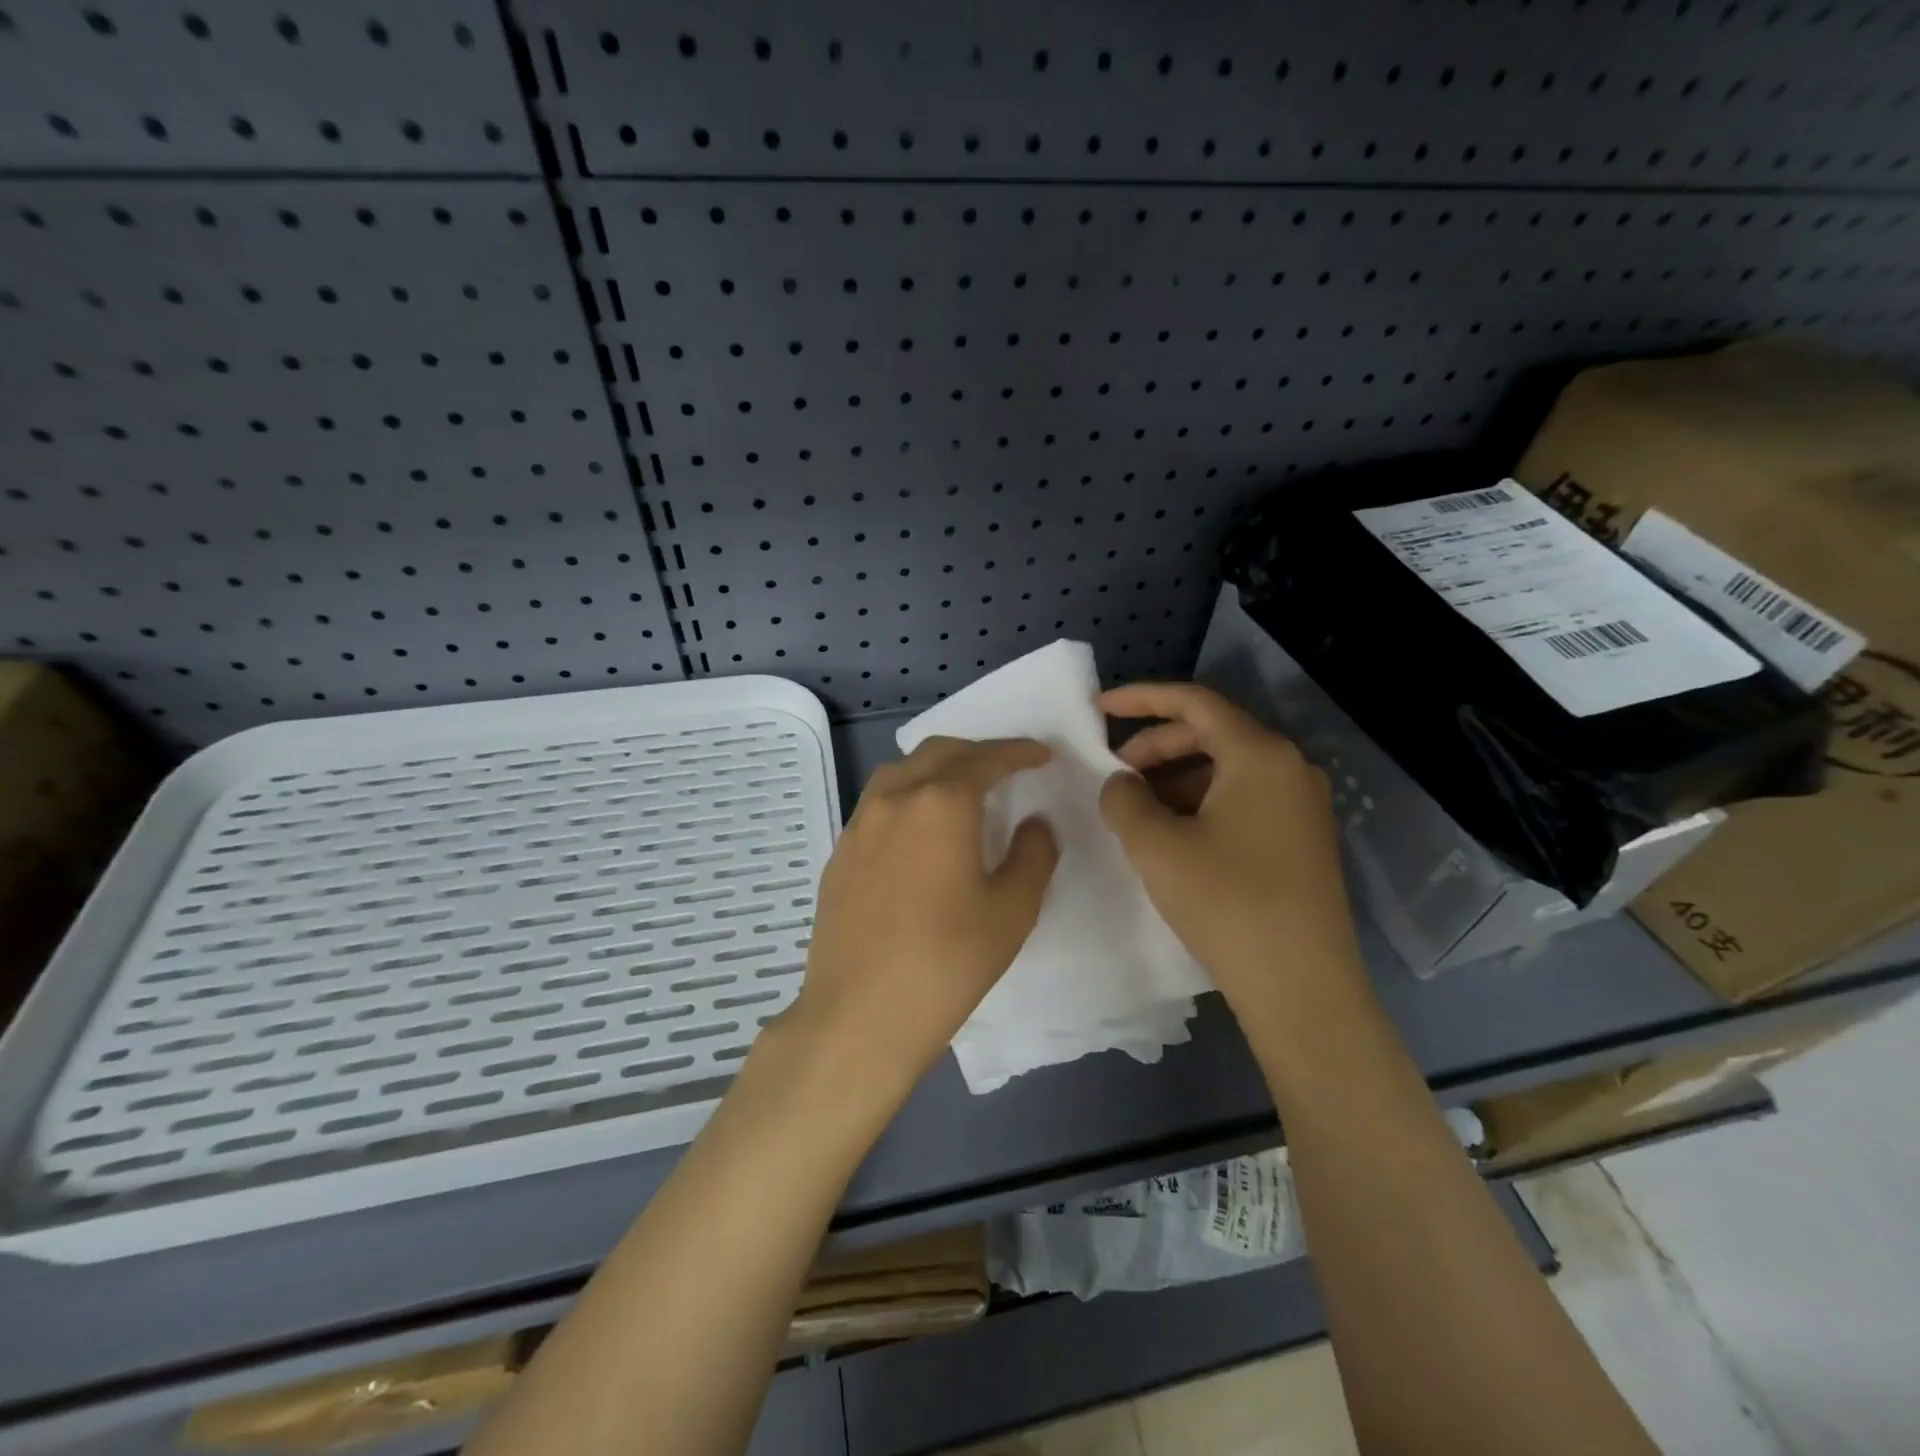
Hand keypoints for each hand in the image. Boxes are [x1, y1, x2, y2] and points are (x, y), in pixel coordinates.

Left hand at [790, 736, 1059, 1101]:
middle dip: (977, 752)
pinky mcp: (840, 851)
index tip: (1042, 755)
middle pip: (939, 753)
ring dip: (938, 767)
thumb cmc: (947, 961)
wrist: (858, 1013)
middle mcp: (896, 798)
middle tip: (1007, 768)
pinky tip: (919, 829)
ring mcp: (860, 823)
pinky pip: (879, 802)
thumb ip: (1033, 854)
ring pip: (902, 771)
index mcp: (941, 802)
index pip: (986, 759)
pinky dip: (909, 795)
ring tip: (962, 790)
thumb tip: (1035, 823)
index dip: (1019, 752)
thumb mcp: (1012, 910)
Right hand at [1098, 682, 1364, 1017]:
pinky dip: (1201, 804)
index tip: (1098, 707)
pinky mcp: (1302, 839)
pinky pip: (1243, 800)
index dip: (1141, 699)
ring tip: (1137, 811)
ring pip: (1226, 770)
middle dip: (1156, 745)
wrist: (1302, 987)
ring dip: (1175, 778)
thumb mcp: (1156, 846)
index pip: (1195, 702)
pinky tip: (1174, 836)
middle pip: (1212, 734)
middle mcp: (1290, 768)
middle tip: (1115, 771)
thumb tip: (1122, 782)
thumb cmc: (1227, 903)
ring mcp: (1302, 805)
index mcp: (1260, 754)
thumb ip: (1125, 799)